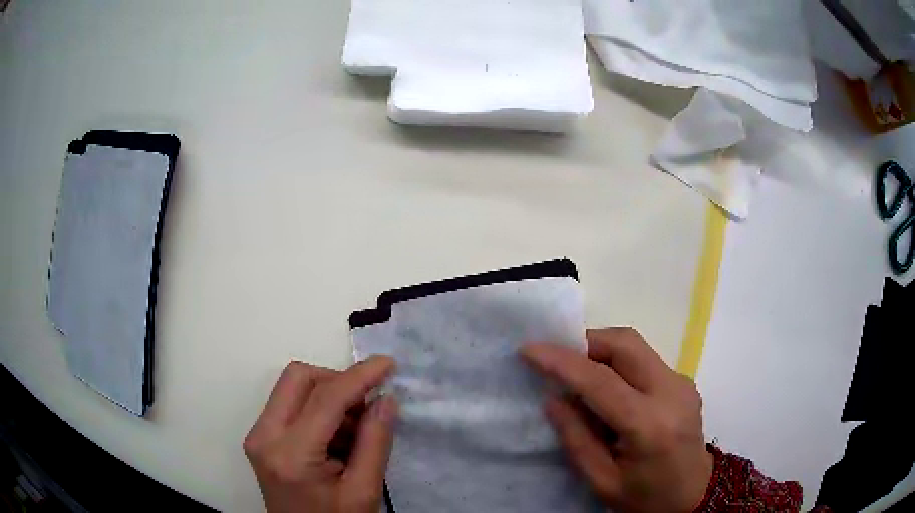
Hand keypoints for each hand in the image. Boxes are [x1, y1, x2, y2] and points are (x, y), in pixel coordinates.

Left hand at [244, 357, 397, 512]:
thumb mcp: (364, 491)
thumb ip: (375, 442)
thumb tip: (386, 398)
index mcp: (291, 455)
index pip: (326, 398)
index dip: (359, 376)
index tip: (388, 364)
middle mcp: (264, 436)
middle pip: (298, 377)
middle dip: (338, 381)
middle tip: (367, 406)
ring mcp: (258, 435)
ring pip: (292, 386)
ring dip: (328, 395)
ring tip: (354, 430)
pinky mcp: (260, 437)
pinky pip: (289, 403)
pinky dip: (317, 408)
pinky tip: (336, 437)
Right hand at [522, 327, 712, 512]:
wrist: (694, 496)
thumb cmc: (645, 499)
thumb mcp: (602, 481)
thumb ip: (576, 438)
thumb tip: (553, 398)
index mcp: (650, 425)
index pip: (601, 381)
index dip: (562, 361)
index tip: (529, 348)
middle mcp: (672, 392)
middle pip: (626, 344)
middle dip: (585, 341)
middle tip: (556, 360)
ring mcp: (682, 383)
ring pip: (636, 346)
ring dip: (601, 349)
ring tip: (577, 373)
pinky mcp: (684, 382)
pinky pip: (645, 359)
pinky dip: (618, 362)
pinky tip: (607, 388)